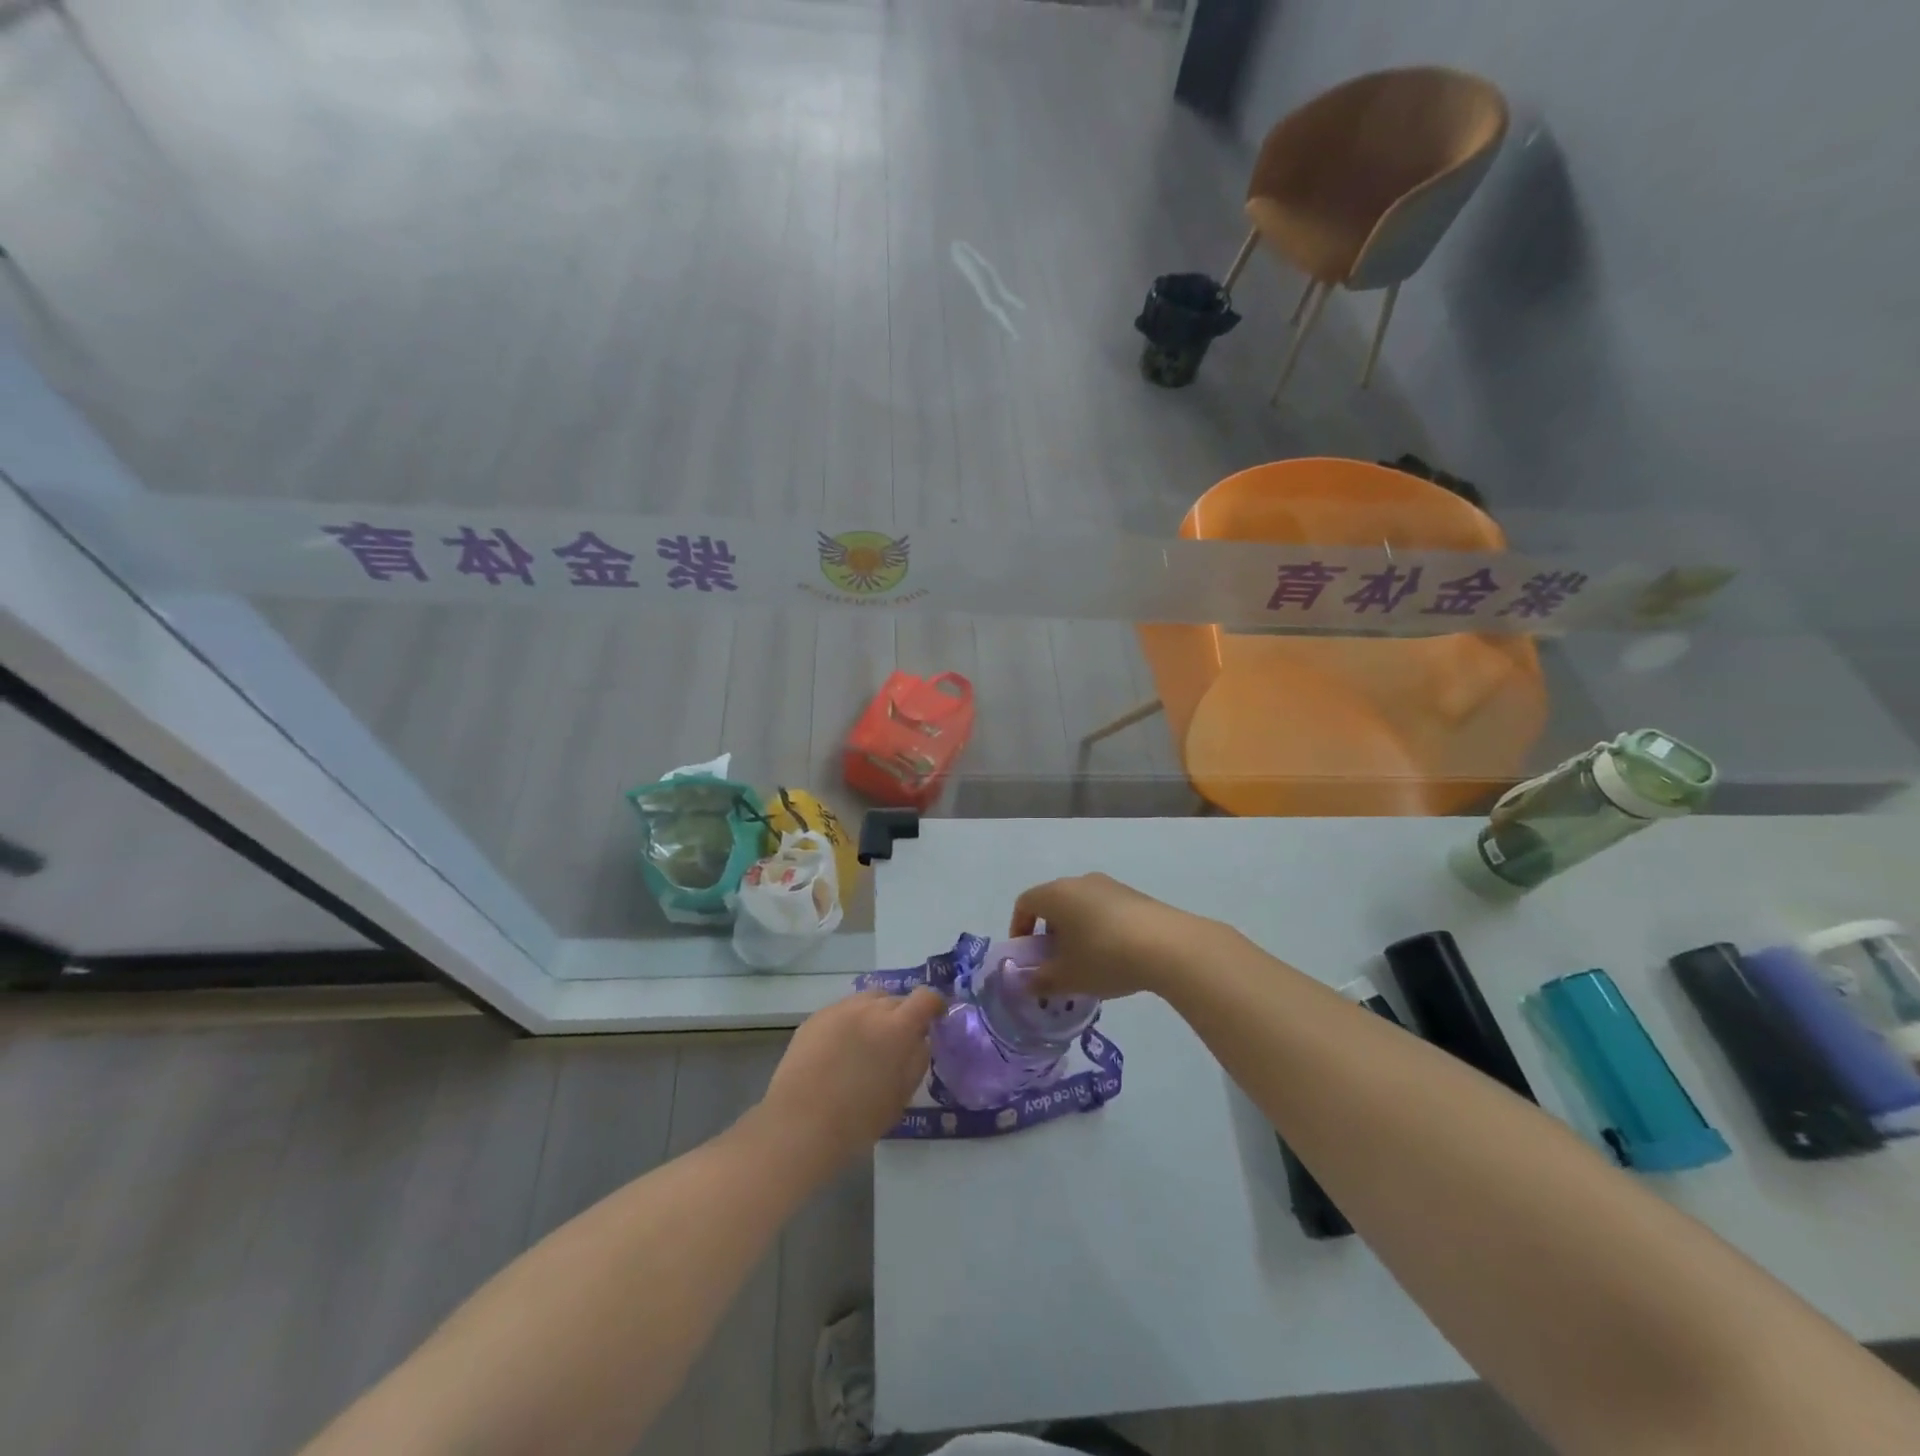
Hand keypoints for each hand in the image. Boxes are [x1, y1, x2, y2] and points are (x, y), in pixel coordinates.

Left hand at [755, 987, 944, 1176]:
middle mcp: (869, 1008)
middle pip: (895, 999)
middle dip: (902, 1015)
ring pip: (868, 1000)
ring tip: (867, 1042)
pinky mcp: (815, 1017)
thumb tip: (920, 1039)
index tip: (934, 1019)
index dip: (934, 1005)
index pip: (926, 998)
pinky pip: (843, 1010)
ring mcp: (839, 1009)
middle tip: (897, 1041)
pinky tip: (840, 1049)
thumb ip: (917, 1059)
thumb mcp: (901, 1096)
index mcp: (897, 1028)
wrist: (799, 1125)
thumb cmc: (858, 1120)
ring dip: (875, 1014)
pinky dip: (850, 1022)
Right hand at [1010, 873, 1225, 999]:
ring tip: (1086, 964)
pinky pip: (1104, 910)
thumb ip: (1041, 981)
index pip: (1025, 903)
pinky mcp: (1134, 896)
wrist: (1168, 945)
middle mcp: (1079, 882)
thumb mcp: (1068, 977)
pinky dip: (1099, 929)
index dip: (1019, 928)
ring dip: (1075, 931)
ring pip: (1080, 906)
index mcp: (1056, 894)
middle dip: (1049, 933)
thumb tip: (1027, 983)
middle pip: (1053, 903)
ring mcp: (1110, 886)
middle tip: (1055, 964)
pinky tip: (1114, 956)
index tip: (1026, 956)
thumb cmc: (1104, 957)